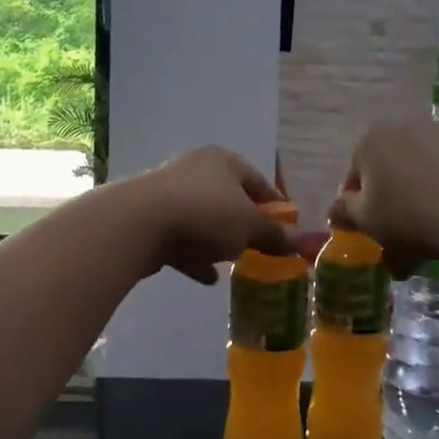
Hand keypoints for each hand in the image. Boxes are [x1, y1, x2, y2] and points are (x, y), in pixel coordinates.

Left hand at [119, 146, 295, 284]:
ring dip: (218, 239)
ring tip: (234, 262)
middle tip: (260, 247)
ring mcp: (169, 194)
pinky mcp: (150, 219)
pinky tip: (208, 277)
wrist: (139, 223)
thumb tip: (299, 242)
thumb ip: (274, 235)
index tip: (288, 230)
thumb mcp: (249, 226)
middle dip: (243, 224)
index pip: (258, 181)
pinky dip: (195, 255)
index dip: (276, 207)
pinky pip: (181, 238)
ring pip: (203, 218)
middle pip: (229, 199)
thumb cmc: (206, 214)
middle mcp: (195, 170)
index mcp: (224, 161)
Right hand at [328, 118, 438, 277]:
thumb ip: (344, 211)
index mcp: (371, 139)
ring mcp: (438, 134)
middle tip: (394, 232)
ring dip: (414, 199)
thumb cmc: (404, 214)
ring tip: (422, 237)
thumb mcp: (363, 219)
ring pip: (416, 173)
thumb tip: (337, 208)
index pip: (354, 176)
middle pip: (387, 170)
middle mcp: (402, 127)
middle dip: (388, 200)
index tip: (367, 229)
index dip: (357, 206)